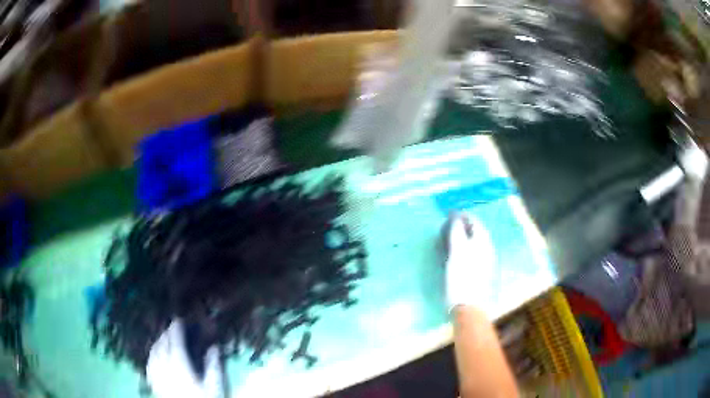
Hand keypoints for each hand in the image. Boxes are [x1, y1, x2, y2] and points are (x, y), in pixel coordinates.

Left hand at [146, 320, 222, 397]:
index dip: (176, 328)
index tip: (179, 319)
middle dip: (167, 333)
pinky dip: (152, 354)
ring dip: (158, 342)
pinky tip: (155, 355)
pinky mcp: (153, 383)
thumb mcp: (214, 387)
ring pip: (153, 352)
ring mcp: (156, 374)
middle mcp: (164, 366)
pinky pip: (149, 363)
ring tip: (164, 339)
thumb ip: (213, 366)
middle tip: (174, 328)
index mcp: (179, 364)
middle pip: (162, 344)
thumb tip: (214, 347)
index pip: (174, 340)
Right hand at [445, 213, 496, 312]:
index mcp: (482, 243)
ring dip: (467, 237)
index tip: (453, 214)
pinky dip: (468, 248)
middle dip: (467, 226)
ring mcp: (487, 262)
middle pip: (479, 233)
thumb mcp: (457, 253)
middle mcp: (487, 250)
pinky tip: (460, 254)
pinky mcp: (483, 272)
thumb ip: (458, 234)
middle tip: (453, 224)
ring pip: (478, 243)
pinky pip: (476, 253)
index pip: (476, 223)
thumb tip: (457, 218)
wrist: (470, 306)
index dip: (465, 217)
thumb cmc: (462, 278)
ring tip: (455, 237)